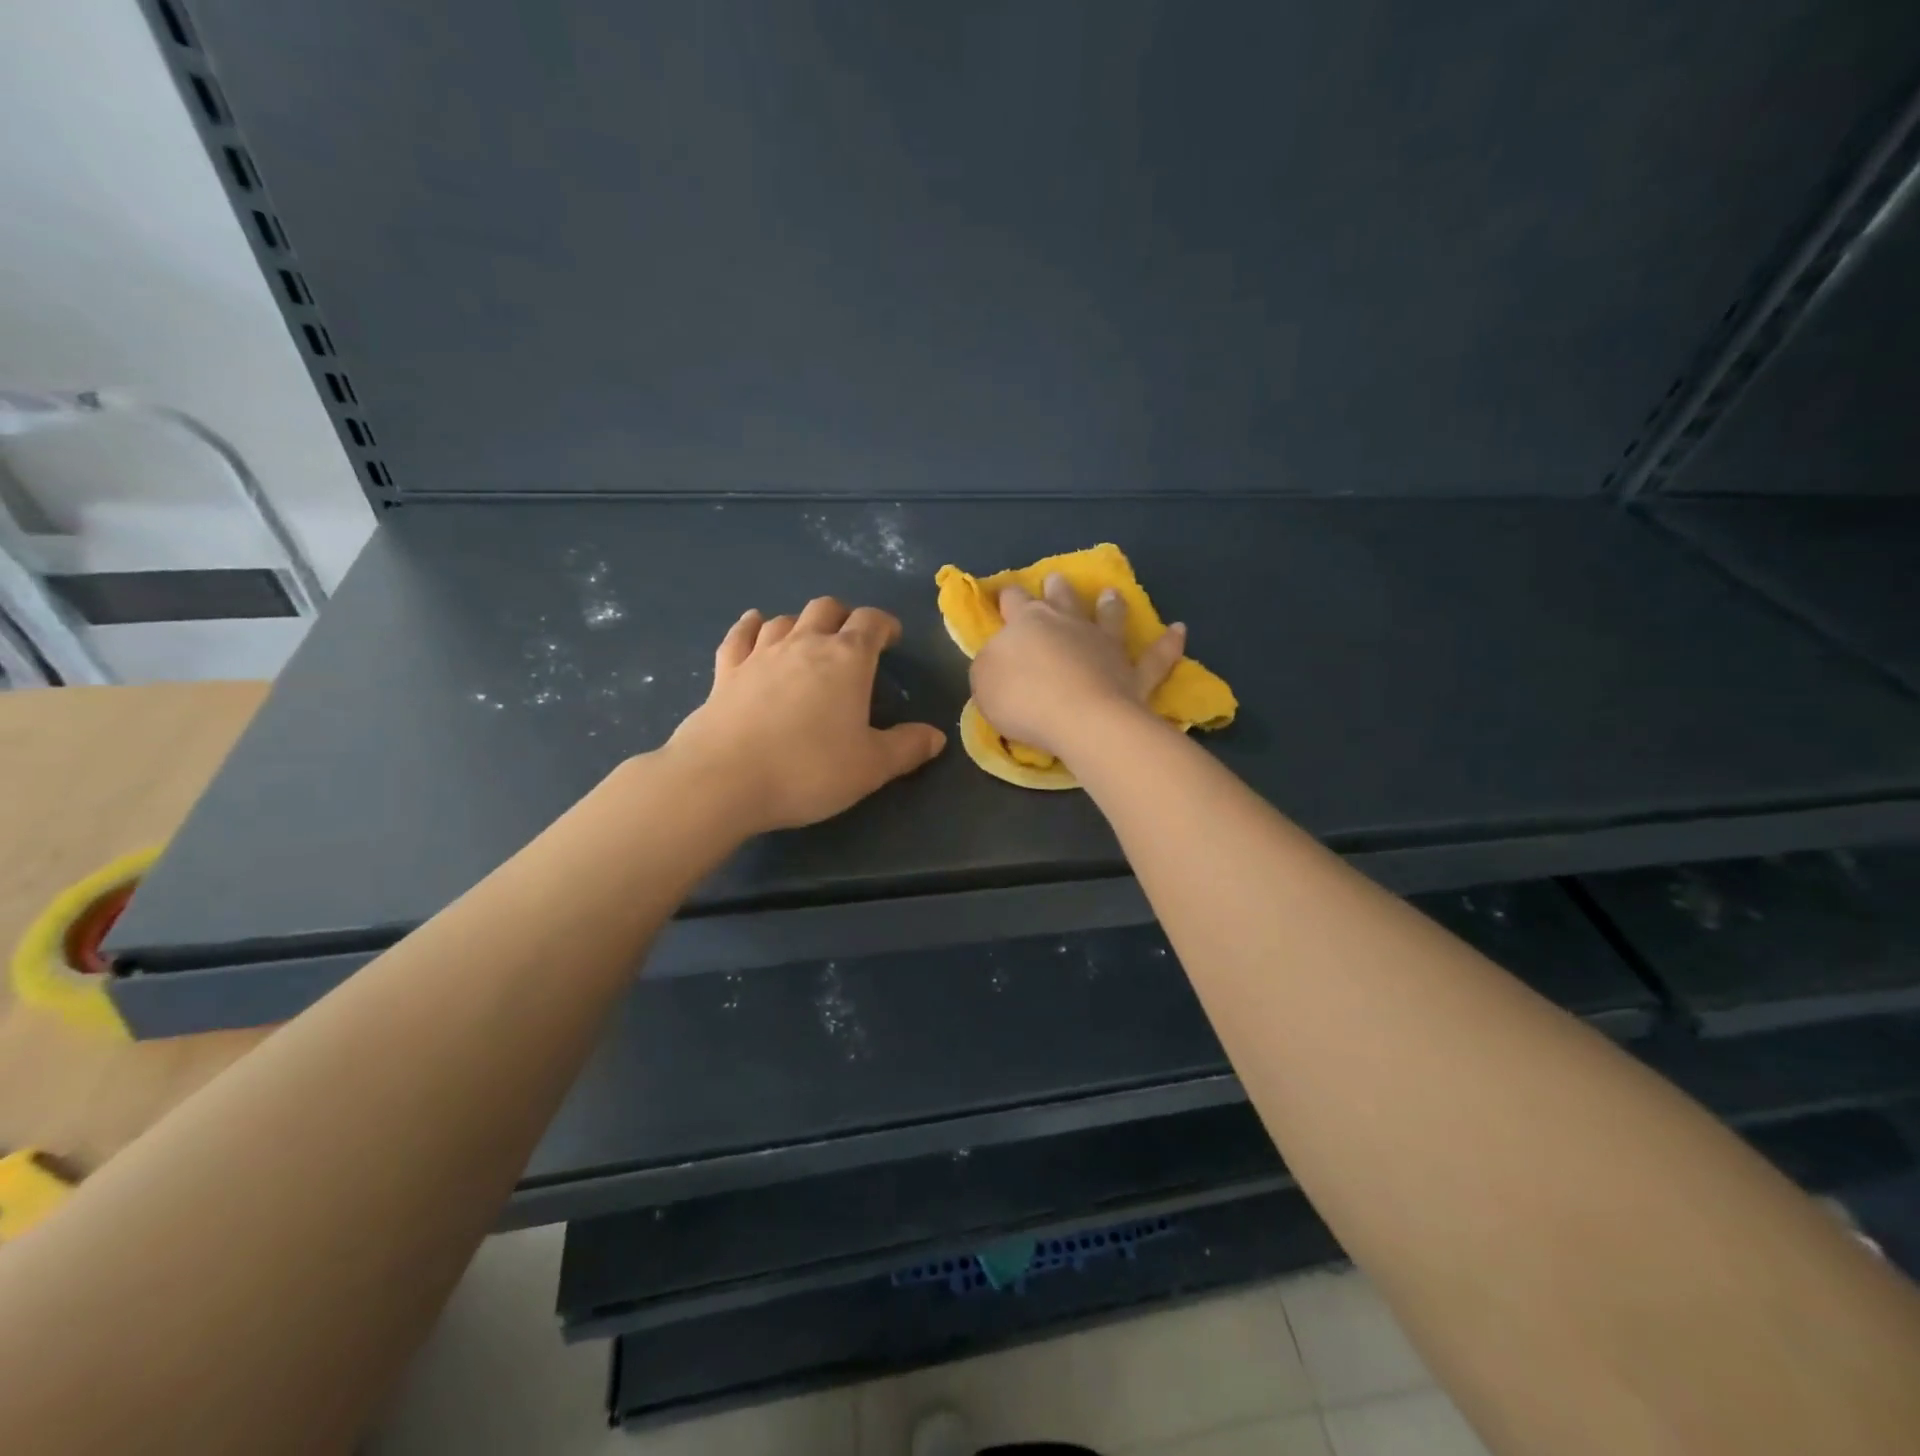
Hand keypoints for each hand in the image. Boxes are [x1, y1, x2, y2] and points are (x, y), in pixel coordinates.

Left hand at [664, 597, 946, 832]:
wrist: (723, 780)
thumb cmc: (808, 770)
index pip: (871, 622)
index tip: (892, 638)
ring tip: (809, 639)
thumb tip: (936, 736)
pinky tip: (754, 624)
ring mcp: (760, 654)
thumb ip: (907, 748)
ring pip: (785, 619)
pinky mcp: (725, 672)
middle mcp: (804, 644)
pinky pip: (740, 636)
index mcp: (846, 659)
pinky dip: (751, 626)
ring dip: (802, 623)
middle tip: (853, 639)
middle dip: (844, 617)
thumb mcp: (871, 767)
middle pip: (826, 609)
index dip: (885, 625)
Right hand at [970, 574, 1186, 760]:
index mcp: (1028, 623)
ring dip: (1111, 605)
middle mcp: (1069, 624)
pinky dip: (1168, 644)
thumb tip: (1000, 656)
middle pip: (1062, 599)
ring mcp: (1106, 646)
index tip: (1004, 595)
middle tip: (1056, 579)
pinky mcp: (1134, 673)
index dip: (1007, 597)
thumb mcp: (985, 682)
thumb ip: (991, 663)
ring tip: (1113, 593)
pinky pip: (1155, 657)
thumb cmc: (1023, 699)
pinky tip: (1179, 630)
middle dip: (1057, 588)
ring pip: (1109, 617)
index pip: (1014, 601)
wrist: (1081, 719)